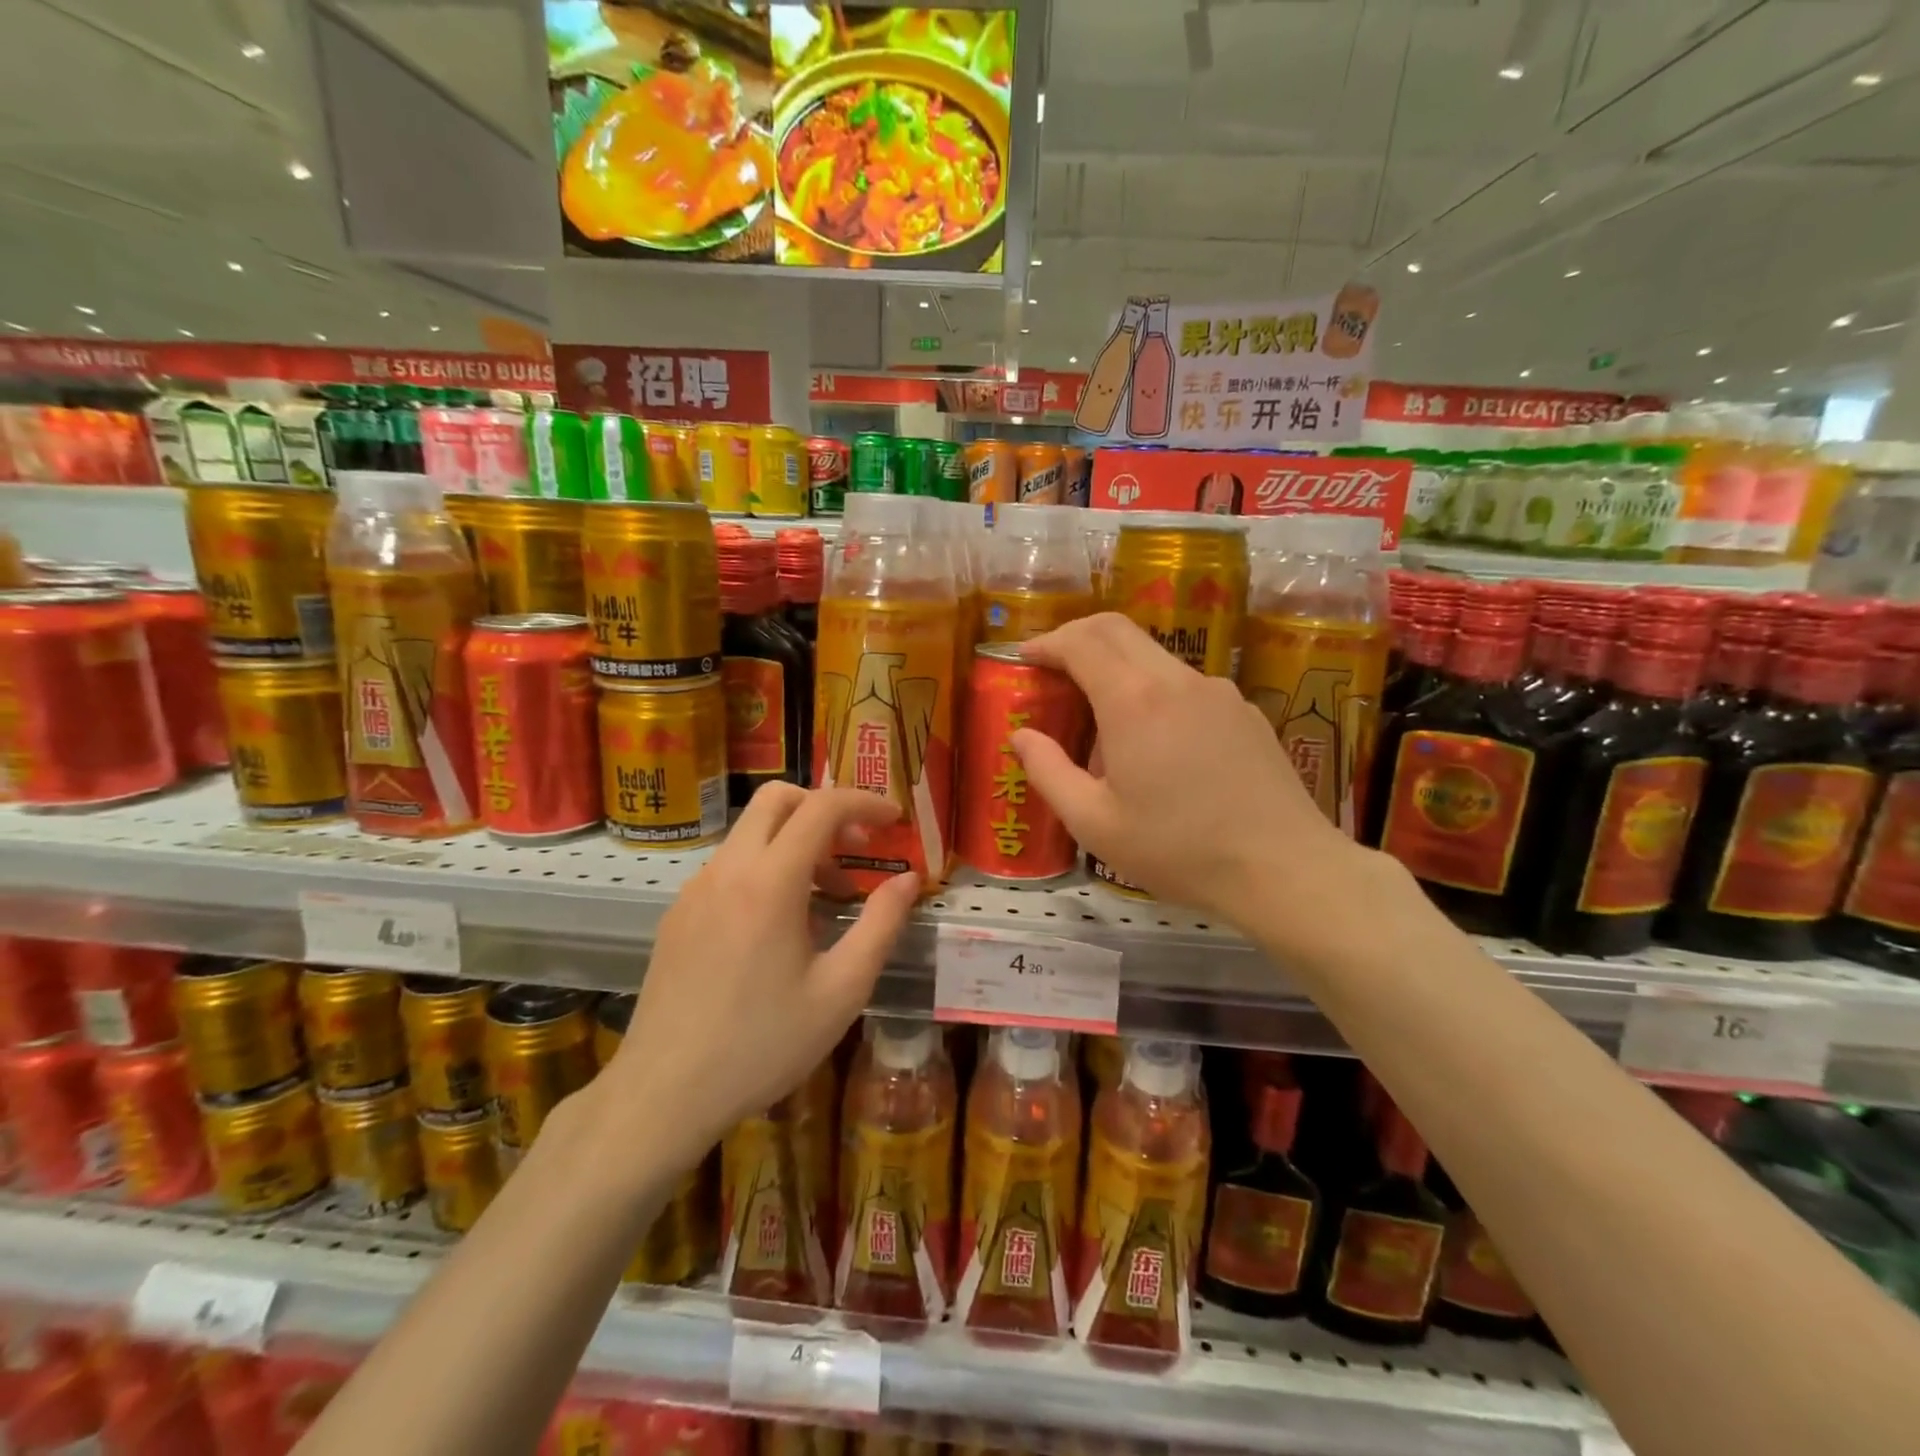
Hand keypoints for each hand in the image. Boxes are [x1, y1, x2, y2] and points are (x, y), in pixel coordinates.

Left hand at [602, 784, 919, 1166]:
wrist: (663, 1095)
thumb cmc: (763, 1045)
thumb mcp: (841, 991)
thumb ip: (881, 925)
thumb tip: (908, 880)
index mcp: (769, 882)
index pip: (821, 807)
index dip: (863, 803)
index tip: (894, 819)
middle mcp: (727, 870)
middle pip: (776, 799)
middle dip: (824, 808)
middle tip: (857, 848)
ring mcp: (695, 890)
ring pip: (750, 832)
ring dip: (795, 842)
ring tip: (826, 898)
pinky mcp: (678, 914)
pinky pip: (730, 866)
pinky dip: (766, 867)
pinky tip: (780, 926)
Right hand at [1013, 613, 1371, 931]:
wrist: (1283, 869)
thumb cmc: (1178, 850)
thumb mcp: (1094, 823)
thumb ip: (1048, 772)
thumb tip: (1021, 736)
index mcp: (1133, 701)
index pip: (1081, 641)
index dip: (1047, 643)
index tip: (1025, 658)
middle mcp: (1176, 680)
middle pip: (1118, 630)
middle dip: (1077, 637)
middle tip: (1053, 668)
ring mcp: (1217, 691)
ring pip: (1154, 656)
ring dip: (1116, 668)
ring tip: (1102, 723)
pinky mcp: (1244, 711)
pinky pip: (1185, 685)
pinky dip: (1153, 692)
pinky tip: (1156, 745)